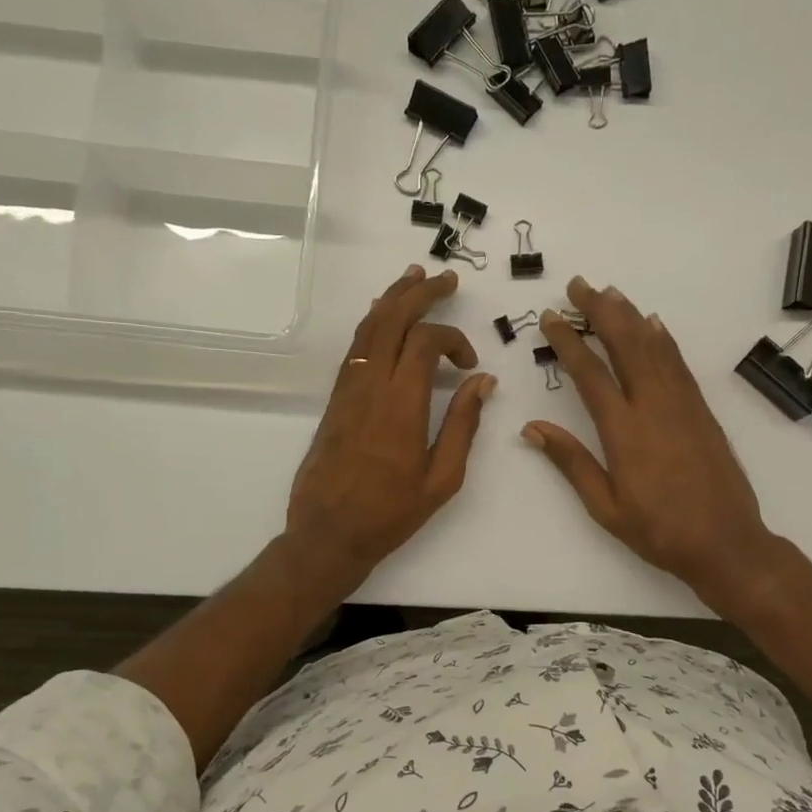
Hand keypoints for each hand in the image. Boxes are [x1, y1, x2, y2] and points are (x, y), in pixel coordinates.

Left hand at [286, 265, 494, 587]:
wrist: (328, 534)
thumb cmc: (391, 513)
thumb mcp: (441, 478)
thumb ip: (463, 425)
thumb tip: (483, 382)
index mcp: (401, 406)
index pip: (424, 342)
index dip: (452, 339)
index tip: (469, 364)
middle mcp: (370, 387)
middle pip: (391, 320)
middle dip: (420, 293)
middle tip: (446, 279)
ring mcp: (348, 391)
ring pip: (368, 328)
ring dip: (392, 299)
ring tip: (414, 278)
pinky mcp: (335, 400)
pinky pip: (355, 348)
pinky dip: (372, 324)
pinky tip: (383, 315)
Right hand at [524, 276, 775, 609]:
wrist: (725, 542)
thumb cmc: (658, 530)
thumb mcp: (605, 506)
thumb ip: (571, 462)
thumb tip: (533, 428)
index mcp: (623, 431)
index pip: (590, 374)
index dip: (568, 341)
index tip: (549, 317)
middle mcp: (653, 407)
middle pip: (624, 346)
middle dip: (599, 311)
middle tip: (579, 285)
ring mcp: (682, 405)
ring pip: (653, 348)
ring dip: (630, 316)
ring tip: (610, 293)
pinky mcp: (701, 411)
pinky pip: (679, 364)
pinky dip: (663, 340)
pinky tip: (654, 325)